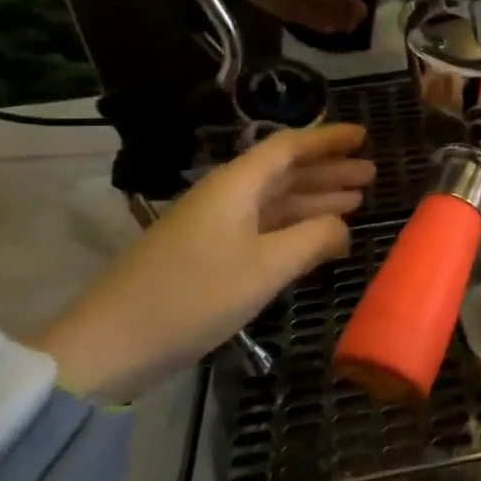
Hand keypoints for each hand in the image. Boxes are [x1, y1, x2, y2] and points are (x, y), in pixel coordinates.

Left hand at [36, 124, 374, 398]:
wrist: (109, 345)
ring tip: (357, 201)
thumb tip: (344, 226)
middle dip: (328, 171)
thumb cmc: (193, 296)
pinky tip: (317, 238)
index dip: (327, 139)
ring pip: (275, 202)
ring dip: (315, 200)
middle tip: (371, 175)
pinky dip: (294, 228)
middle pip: (284, 173)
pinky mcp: (207, 255)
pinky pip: (262, 228)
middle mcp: (225, 197)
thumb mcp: (265, 266)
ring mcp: (214, 227)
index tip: (363, 136)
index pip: (288, 148)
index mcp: (236, 186)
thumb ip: (314, 238)